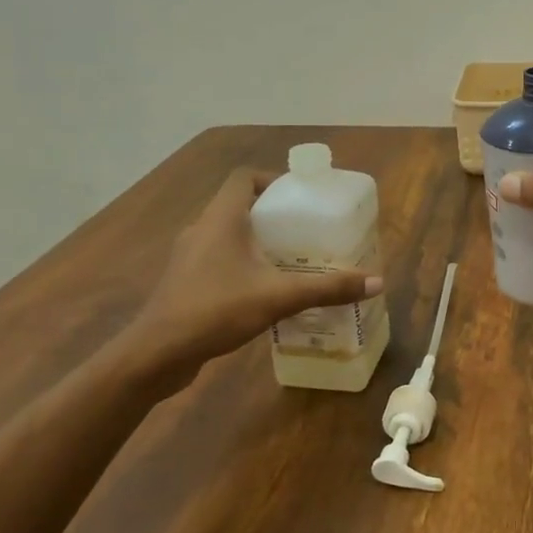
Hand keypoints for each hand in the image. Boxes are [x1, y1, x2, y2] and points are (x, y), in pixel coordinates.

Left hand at [118, 168, 381, 381]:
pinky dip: (242, 263)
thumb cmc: (215, 310)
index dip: (272, 180)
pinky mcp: (184, 282)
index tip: (300, 198)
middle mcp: (201, 229)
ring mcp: (188, 257)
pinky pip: (218, 259)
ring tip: (290, 259)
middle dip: (273, 214)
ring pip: (227, 234)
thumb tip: (376, 282)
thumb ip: (327, 288)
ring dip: (256, 240)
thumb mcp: (279, 297)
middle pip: (239, 205)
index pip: (244, 178)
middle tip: (305, 230)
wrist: (156, 354)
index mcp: (221, 218)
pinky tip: (263, 289)